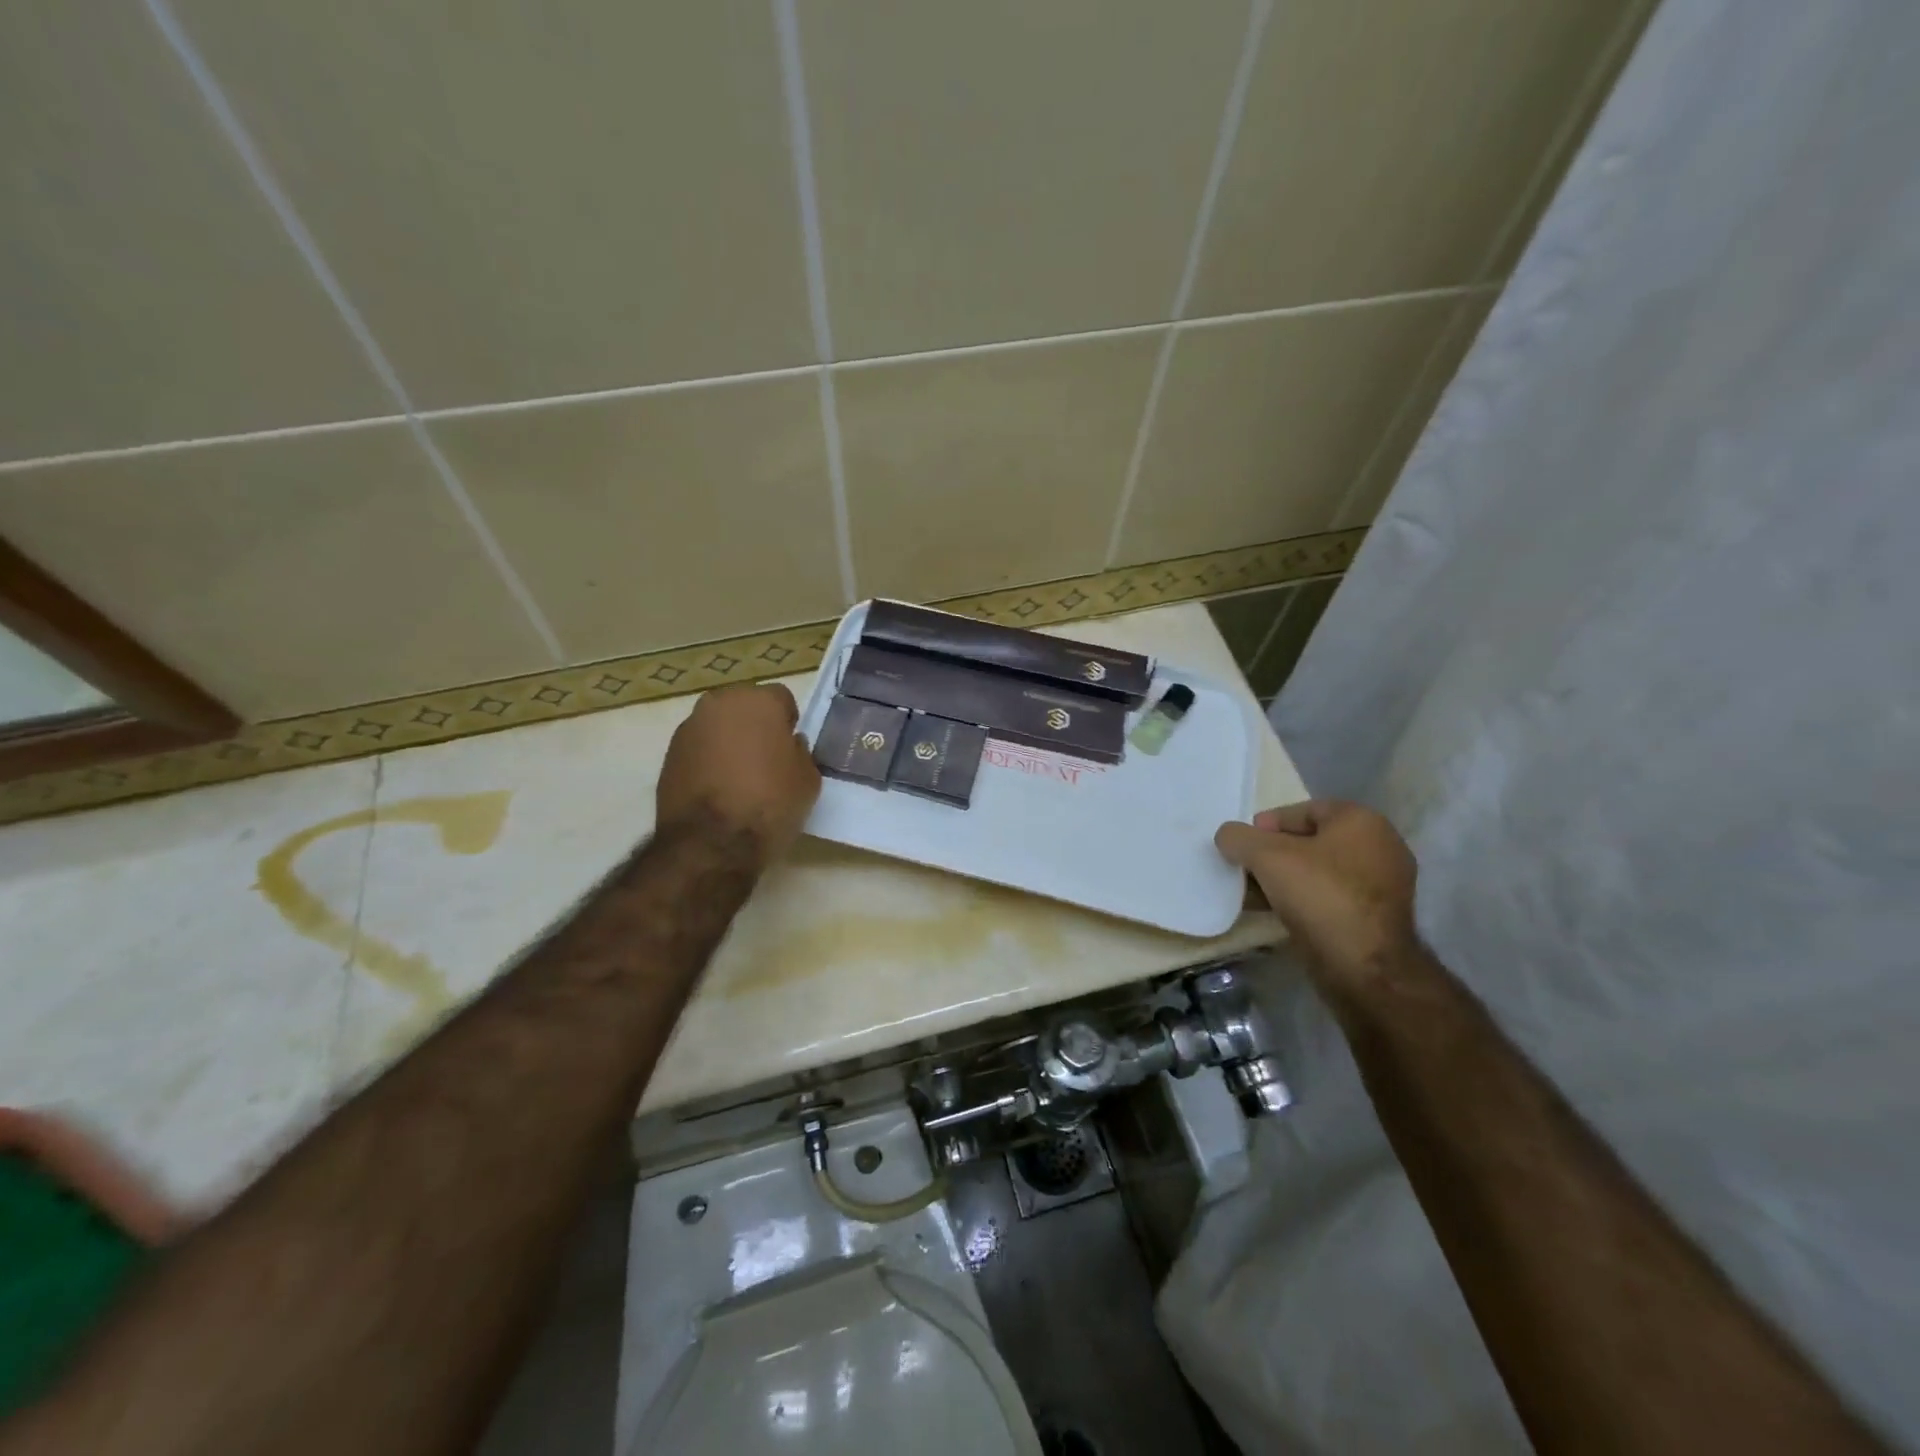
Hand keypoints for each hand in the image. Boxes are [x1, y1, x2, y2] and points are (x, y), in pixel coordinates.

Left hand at [657, 683, 820, 864]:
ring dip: (728, 743)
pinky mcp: (668, 756)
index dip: (788, 723)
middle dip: (755, 727)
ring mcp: (688, 729)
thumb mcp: (808, 779)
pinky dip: (708, 762)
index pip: (781, 699)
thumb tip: (788, 746)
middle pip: (744, 708)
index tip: (791, 748)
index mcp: (758, 701)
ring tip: (739, 779)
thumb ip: (799, 752)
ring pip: (718, 727)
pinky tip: (717, 791)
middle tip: (766, 760)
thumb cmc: (770, 803)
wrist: (711, 843)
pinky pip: (698, 750)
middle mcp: (718, 704)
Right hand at [1215, 800, 1418, 984]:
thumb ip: (1239, 838)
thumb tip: (1228, 836)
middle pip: (1311, 841)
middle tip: (1247, 868)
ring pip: (1320, 872)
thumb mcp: (1266, 856)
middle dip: (1274, 854)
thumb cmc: (1320, 895)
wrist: (1364, 966)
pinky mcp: (1377, 918)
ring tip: (1254, 894)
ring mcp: (1383, 885)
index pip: (1304, 810)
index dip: (1268, 824)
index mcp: (1362, 821)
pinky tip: (1276, 913)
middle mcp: (1380, 846)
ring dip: (1285, 880)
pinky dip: (1304, 900)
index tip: (1244, 845)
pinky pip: (1331, 897)